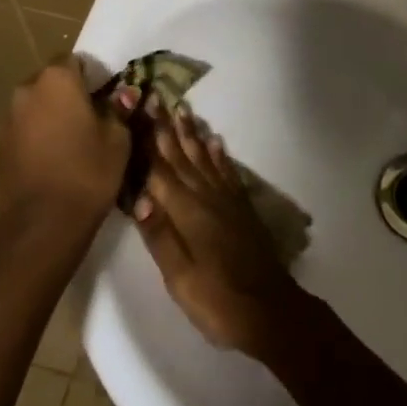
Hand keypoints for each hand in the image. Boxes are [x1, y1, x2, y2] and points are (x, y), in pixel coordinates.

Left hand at [0, 61, 129, 234]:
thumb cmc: (87, 172)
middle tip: (92, 118)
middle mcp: (26, 90)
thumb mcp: (118, 138)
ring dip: (51, 115)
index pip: (76, 61)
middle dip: (69, 94)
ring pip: (36, 106)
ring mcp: (7, 119)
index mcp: (57, 79)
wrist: (42, 226)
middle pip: (52, 82)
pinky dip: (38, 136)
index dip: (93, 77)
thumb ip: (119, 109)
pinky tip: (54, 159)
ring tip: (72, 142)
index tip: (106, 98)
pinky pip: (24, 129)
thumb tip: (124, 94)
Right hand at [132, 110, 303, 355]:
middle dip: (167, 127)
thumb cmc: (217, 299)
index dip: (148, 138)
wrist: (269, 310)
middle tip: (157, 96)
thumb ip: (159, 235)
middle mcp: (207, 196)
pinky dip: (219, 154)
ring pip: (205, 158)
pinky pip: (227, 171)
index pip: (160, 169)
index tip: (139, 107)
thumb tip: (137, 195)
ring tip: (182, 109)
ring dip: (192, 134)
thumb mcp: (179, 277)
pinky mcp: (241, 208)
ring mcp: (227, 200)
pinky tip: (215, 141)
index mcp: (187, 211)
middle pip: (182, 156)